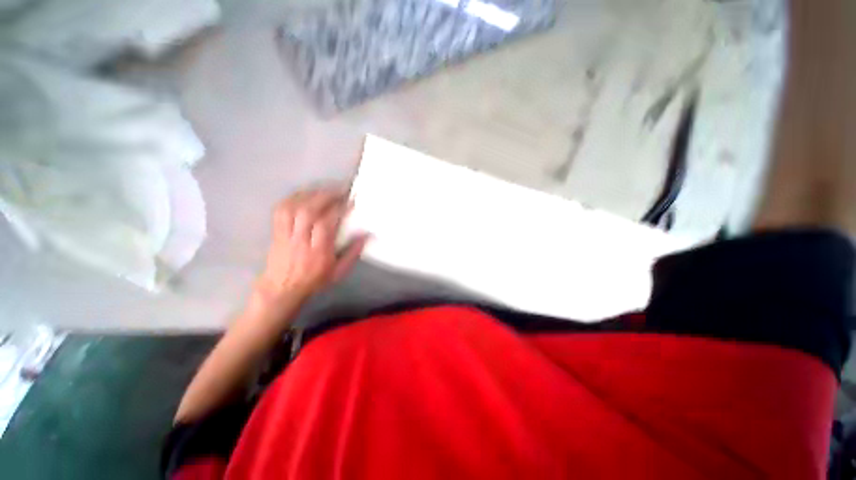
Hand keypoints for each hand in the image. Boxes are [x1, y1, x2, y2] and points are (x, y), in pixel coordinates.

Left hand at [255, 186, 368, 305]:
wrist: (281, 290)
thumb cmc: (314, 281)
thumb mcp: (339, 272)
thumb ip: (353, 253)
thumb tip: (366, 234)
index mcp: (318, 252)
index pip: (326, 225)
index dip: (338, 209)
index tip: (351, 201)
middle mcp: (300, 241)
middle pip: (308, 212)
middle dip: (325, 196)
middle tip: (340, 189)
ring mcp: (285, 234)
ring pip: (294, 207)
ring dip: (311, 194)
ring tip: (325, 188)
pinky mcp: (276, 231)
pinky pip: (281, 209)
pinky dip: (294, 197)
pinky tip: (306, 193)